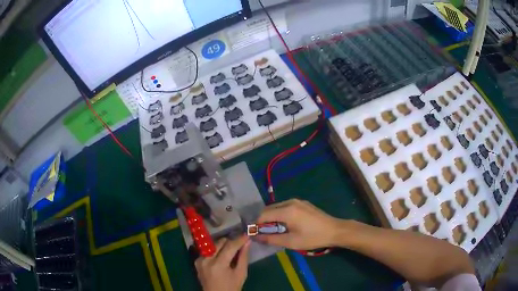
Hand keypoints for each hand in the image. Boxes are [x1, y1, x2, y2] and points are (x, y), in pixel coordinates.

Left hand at [195, 235, 250, 290]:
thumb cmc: (231, 287)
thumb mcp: (241, 274)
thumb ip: (243, 257)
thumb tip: (247, 242)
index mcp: (218, 265)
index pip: (230, 246)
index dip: (239, 240)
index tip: (247, 235)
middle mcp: (206, 260)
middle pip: (220, 242)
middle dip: (231, 241)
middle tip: (240, 243)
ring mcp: (200, 260)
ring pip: (213, 245)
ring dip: (223, 246)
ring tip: (232, 251)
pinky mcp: (197, 261)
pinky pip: (208, 251)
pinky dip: (216, 251)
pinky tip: (222, 257)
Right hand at [255, 199, 341, 249]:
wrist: (335, 230)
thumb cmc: (312, 237)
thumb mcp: (291, 241)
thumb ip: (271, 239)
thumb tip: (256, 237)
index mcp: (286, 210)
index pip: (263, 215)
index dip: (256, 224)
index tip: (253, 234)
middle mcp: (290, 202)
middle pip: (269, 209)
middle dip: (263, 221)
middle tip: (263, 233)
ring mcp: (298, 201)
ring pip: (277, 208)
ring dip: (272, 218)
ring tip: (273, 231)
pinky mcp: (303, 204)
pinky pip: (286, 207)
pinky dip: (280, 215)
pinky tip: (285, 225)